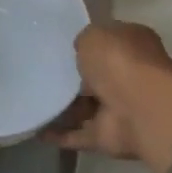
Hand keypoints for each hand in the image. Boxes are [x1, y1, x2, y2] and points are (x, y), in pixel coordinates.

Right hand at [46, 20, 171, 160]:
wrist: (140, 109)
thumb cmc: (119, 61)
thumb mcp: (94, 36)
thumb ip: (84, 41)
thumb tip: (81, 51)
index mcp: (132, 46)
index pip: (108, 42)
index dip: (88, 44)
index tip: (61, 47)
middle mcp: (129, 76)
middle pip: (96, 77)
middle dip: (74, 78)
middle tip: (41, 75)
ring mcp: (119, 108)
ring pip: (86, 107)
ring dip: (64, 108)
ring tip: (31, 101)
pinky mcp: (108, 136)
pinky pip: (79, 134)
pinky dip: (60, 134)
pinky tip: (35, 130)